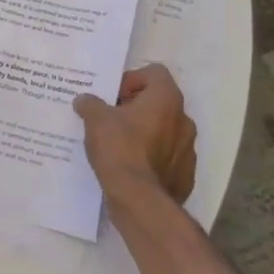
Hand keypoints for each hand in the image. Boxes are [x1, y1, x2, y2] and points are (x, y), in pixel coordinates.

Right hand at [74, 64, 196, 207]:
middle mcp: (184, 120)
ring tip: (120, 145)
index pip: (154, 73)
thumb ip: (90, 103)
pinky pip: (168, 158)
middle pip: (160, 102)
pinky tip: (132, 168)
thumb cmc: (120, 149)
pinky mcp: (186, 175)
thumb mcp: (95, 119)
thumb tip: (84, 100)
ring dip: (146, 133)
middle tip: (112, 119)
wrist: (139, 201)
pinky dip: (153, 158)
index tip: (114, 97)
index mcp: (166, 99)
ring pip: (165, 131)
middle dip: (137, 108)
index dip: (132, 79)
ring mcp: (189, 149)